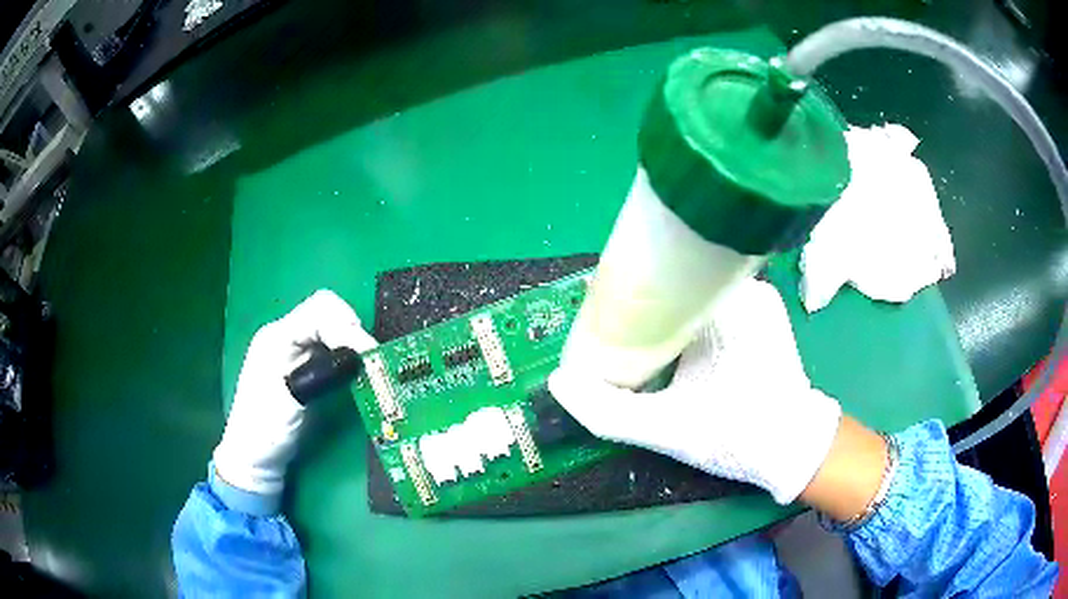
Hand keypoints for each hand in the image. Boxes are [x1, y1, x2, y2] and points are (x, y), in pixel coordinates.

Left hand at [213, 290, 377, 497]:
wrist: (254, 457)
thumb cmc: (266, 430)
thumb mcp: (291, 400)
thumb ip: (321, 375)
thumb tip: (357, 358)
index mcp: (276, 337)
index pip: (318, 311)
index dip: (346, 326)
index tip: (367, 354)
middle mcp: (285, 335)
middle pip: (326, 311)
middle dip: (351, 330)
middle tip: (370, 359)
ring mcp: (294, 350)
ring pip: (330, 326)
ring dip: (351, 341)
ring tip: (367, 366)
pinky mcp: (304, 365)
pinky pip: (330, 346)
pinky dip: (347, 353)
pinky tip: (355, 371)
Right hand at [549, 278, 841, 503]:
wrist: (794, 449)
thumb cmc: (736, 435)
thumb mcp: (667, 429)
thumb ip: (609, 411)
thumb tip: (559, 382)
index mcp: (723, 305)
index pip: (660, 275)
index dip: (622, 290)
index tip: (596, 309)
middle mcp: (744, 288)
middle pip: (676, 280)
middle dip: (642, 301)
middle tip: (612, 327)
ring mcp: (758, 297)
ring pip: (694, 289)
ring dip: (666, 309)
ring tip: (638, 332)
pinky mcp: (764, 312)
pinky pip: (714, 299)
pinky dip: (689, 314)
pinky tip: (673, 339)